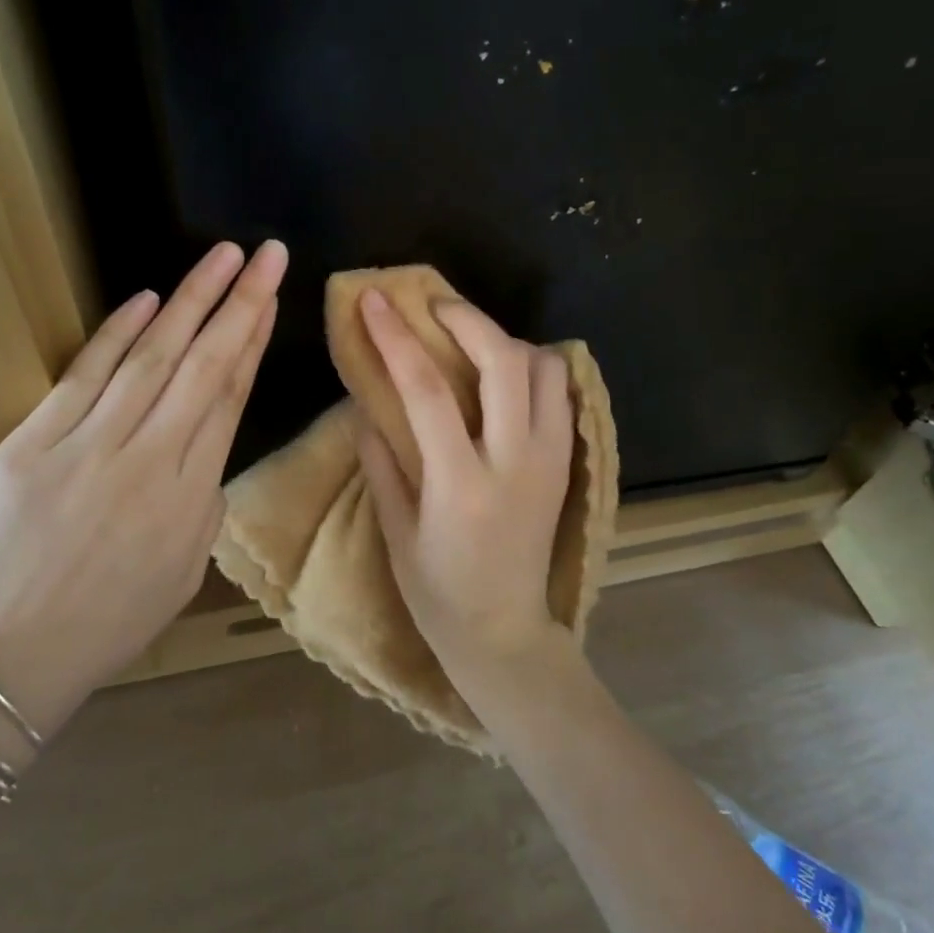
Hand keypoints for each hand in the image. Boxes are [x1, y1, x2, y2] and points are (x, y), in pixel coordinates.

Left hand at [0, 240, 285, 726]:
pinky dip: (117, 334)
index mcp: (192, 494)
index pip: (230, 396)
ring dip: (189, 301)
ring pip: (151, 359)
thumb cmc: (115, 616)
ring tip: (220, 257)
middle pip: (203, 365)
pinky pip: (84, 377)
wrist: (17, 653)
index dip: (253, 339)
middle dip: (239, 302)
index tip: (270, 296)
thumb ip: (205, 495)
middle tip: (265, 254)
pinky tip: (147, 298)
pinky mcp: (33, 444)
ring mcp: (88, 448)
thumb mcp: (187, 564)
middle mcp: (149, 460)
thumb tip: (204, 437)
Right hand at [355, 289, 574, 687]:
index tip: (375, 299)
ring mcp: (550, 461)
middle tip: (434, 306)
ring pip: (545, 369)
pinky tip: (503, 375)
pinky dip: (534, 368)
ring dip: (507, 341)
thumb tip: (367, 405)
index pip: (427, 390)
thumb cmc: (438, 592)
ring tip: (471, 342)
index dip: (397, 337)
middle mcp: (515, 462)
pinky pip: (560, 394)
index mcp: (461, 484)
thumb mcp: (395, 531)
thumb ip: (381, 461)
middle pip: (504, 361)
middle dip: (468, 318)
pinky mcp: (566, 465)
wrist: (505, 633)